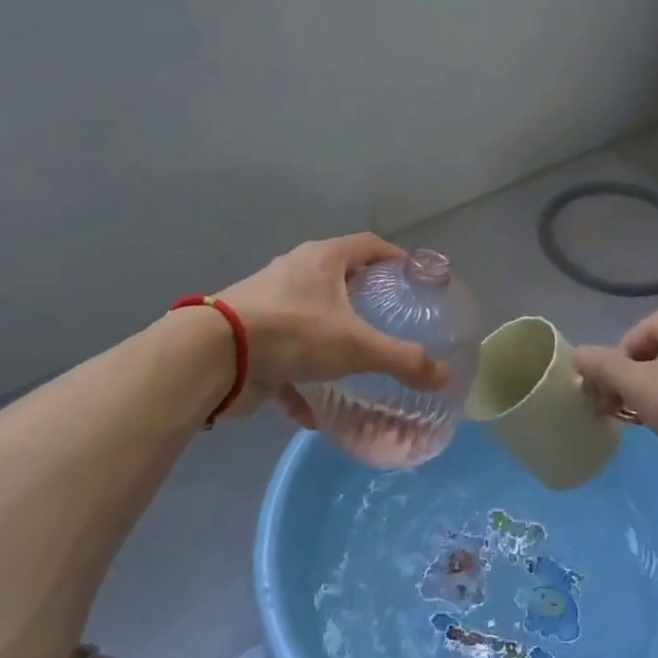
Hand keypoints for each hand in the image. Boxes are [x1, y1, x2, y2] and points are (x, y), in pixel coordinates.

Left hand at [219, 234, 444, 426]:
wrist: (214, 357)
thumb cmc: (293, 332)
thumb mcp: (356, 346)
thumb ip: (402, 360)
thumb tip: (443, 377)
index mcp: (322, 259)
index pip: (369, 245)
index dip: (395, 258)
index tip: (415, 278)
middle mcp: (295, 273)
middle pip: (339, 278)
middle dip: (364, 299)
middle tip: (391, 321)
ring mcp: (269, 305)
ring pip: (310, 318)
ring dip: (332, 340)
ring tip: (358, 362)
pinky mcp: (251, 338)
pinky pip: (285, 358)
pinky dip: (301, 382)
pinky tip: (315, 412)